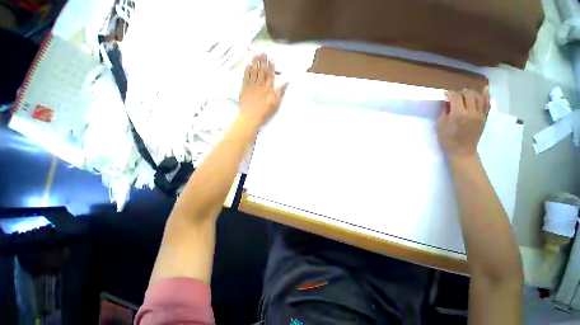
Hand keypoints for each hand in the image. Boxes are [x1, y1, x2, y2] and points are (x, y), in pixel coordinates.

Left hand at [238, 53, 287, 127]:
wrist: (250, 117)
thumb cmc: (265, 112)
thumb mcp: (276, 103)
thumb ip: (280, 92)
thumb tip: (286, 82)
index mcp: (268, 88)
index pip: (270, 74)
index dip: (271, 66)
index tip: (271, 58)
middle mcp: (260, 84)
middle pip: (262, 70)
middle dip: (263, 61)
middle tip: (263, 52)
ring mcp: (251, 85)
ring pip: (253, 71)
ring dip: (255, 62)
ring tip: (256, 54)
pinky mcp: (244, 87)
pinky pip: (245, 76)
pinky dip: (247, 69)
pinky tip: (248, 64)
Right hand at [437, 87, 489, 161]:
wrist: (462, 151)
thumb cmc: (447, 140)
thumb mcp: (440, 126)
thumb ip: (444, 112)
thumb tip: (446, 102)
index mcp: (458, 115)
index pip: (456, 97)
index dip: (450, 94)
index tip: (445, 94)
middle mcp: (471, 112)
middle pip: (468, 94)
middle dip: (460, 92)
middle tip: (454, 95)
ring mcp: (480, 114)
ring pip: (479, 97)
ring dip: (472, 93)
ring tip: (465, 94)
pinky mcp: (485, 117)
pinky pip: (487, 103)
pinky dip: (486, 95)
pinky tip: (485, 89)